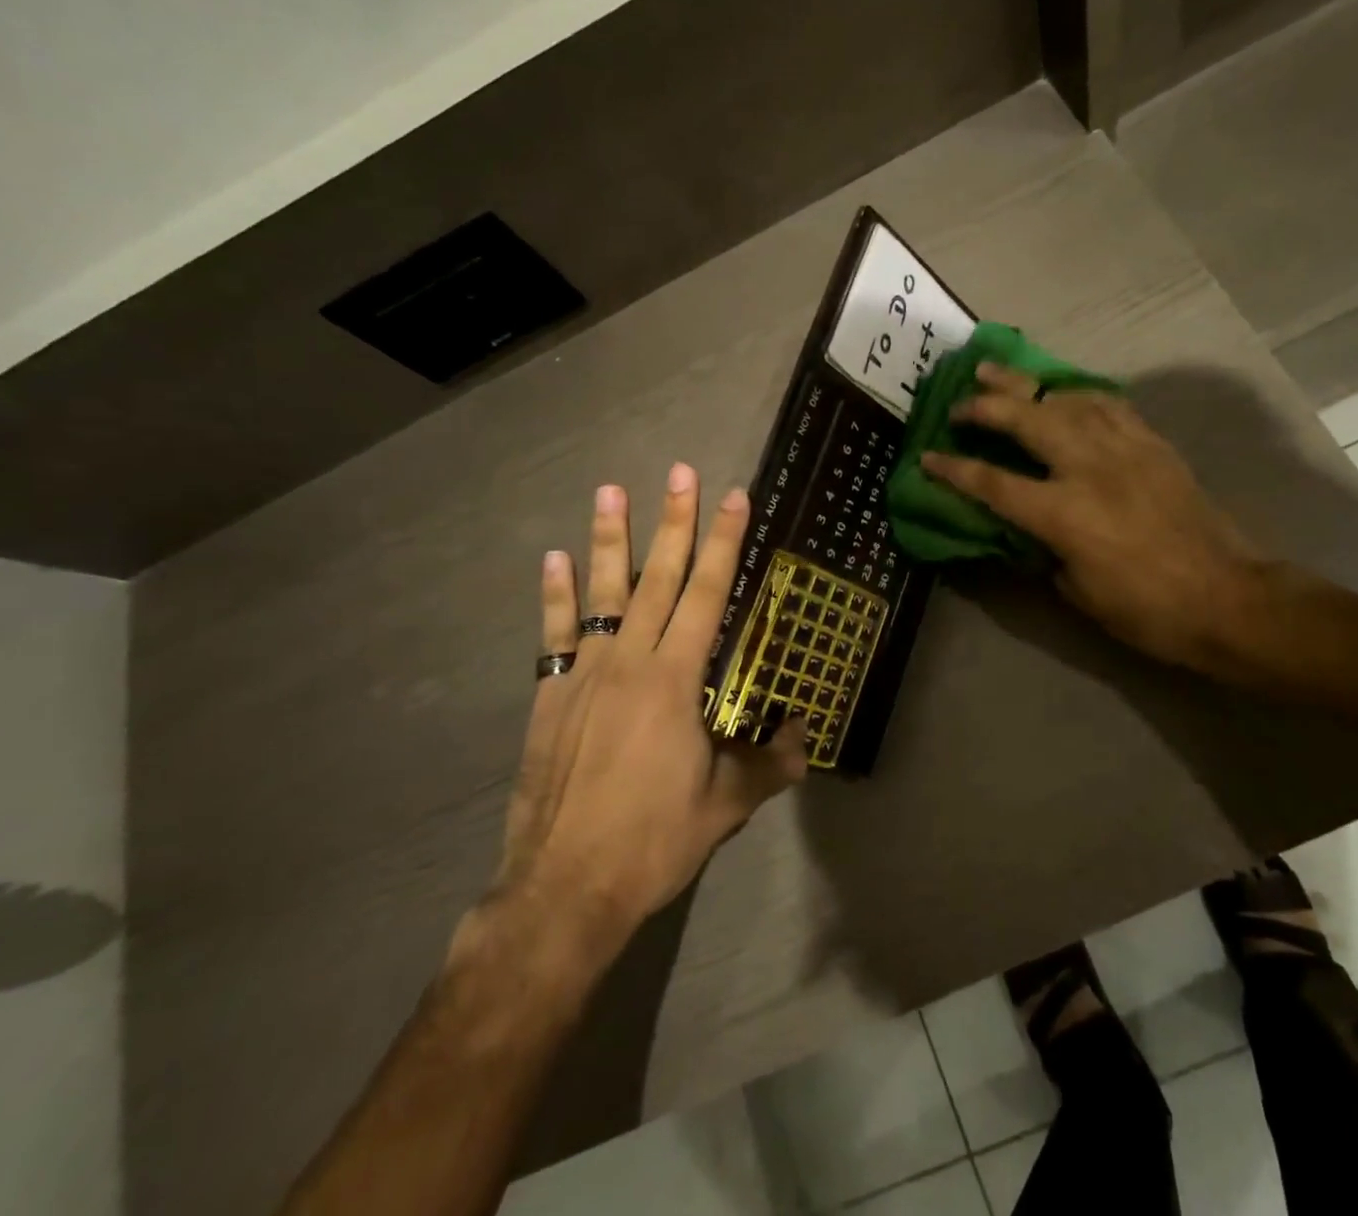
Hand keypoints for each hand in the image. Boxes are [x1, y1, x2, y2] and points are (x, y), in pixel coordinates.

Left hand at [490, 466, 806, 938]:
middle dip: (674, 521)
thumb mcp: (725, 806)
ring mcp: (584, 674)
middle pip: (657, 578)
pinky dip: (556, 594)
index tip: (732, 497)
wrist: (563, 888)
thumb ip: (770, 763)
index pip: (706, 594)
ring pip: (602, 592)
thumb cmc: (653, 841)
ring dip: (609, 538)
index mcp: (676, 680)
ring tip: (610, 490)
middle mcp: (630, 661)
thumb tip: (807, 735)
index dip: (723, 542)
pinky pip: (555, 632)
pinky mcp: (550, 694)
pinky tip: (555, 558)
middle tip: (679, 469)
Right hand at [921, 363, 1268, 672]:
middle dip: (986, 406)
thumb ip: (1044, 550)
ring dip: (1027, 385)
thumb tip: (1027, 528)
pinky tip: (1064, 392)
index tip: (927, 456)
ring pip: (1066, 399)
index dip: (954, 468)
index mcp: (1064, 513)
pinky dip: (1077, 393)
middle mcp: (1089, 468)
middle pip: (1026, 419)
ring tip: (999, 374)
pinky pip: (1108, 404)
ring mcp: (1125, 449)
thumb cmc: (1146, 609)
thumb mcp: (1077, 591)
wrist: (1228, 598)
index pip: (992, 482)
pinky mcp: (1153, 445)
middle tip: (960, 400)